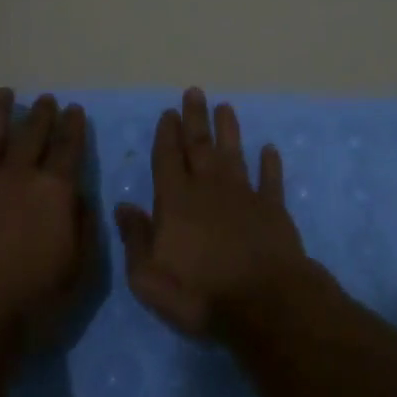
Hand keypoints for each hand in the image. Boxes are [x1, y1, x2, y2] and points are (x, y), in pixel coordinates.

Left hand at [0, 89, 92, 340]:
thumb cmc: (32, 302)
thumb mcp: (80, 269)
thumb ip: (83, 224)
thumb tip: (79, 195)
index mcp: (54, 190)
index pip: (68, 147)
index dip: (73, 126)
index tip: (74, 110)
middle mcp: (16, 175)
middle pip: (32, 133)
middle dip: (42, 114)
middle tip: (45, 100)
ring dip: (0, 114)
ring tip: (4, 95)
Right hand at [114, 89, 316, 338]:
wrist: (264, 304)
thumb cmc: (200, 294)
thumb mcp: (149, 277)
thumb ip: (135, 238)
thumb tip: (123, 206)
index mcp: (175, 202)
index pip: (167, 159)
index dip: (166, 135)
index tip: (168, 112)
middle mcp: (209, 189)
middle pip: (200, 146)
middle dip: (195, 118)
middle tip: (194, 92)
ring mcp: (244, 196)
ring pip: (234, 154)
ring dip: (228, 130)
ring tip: (225, 107)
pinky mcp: (273, 209)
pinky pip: (271, 179)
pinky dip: (270, 163)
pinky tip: (269, 149)